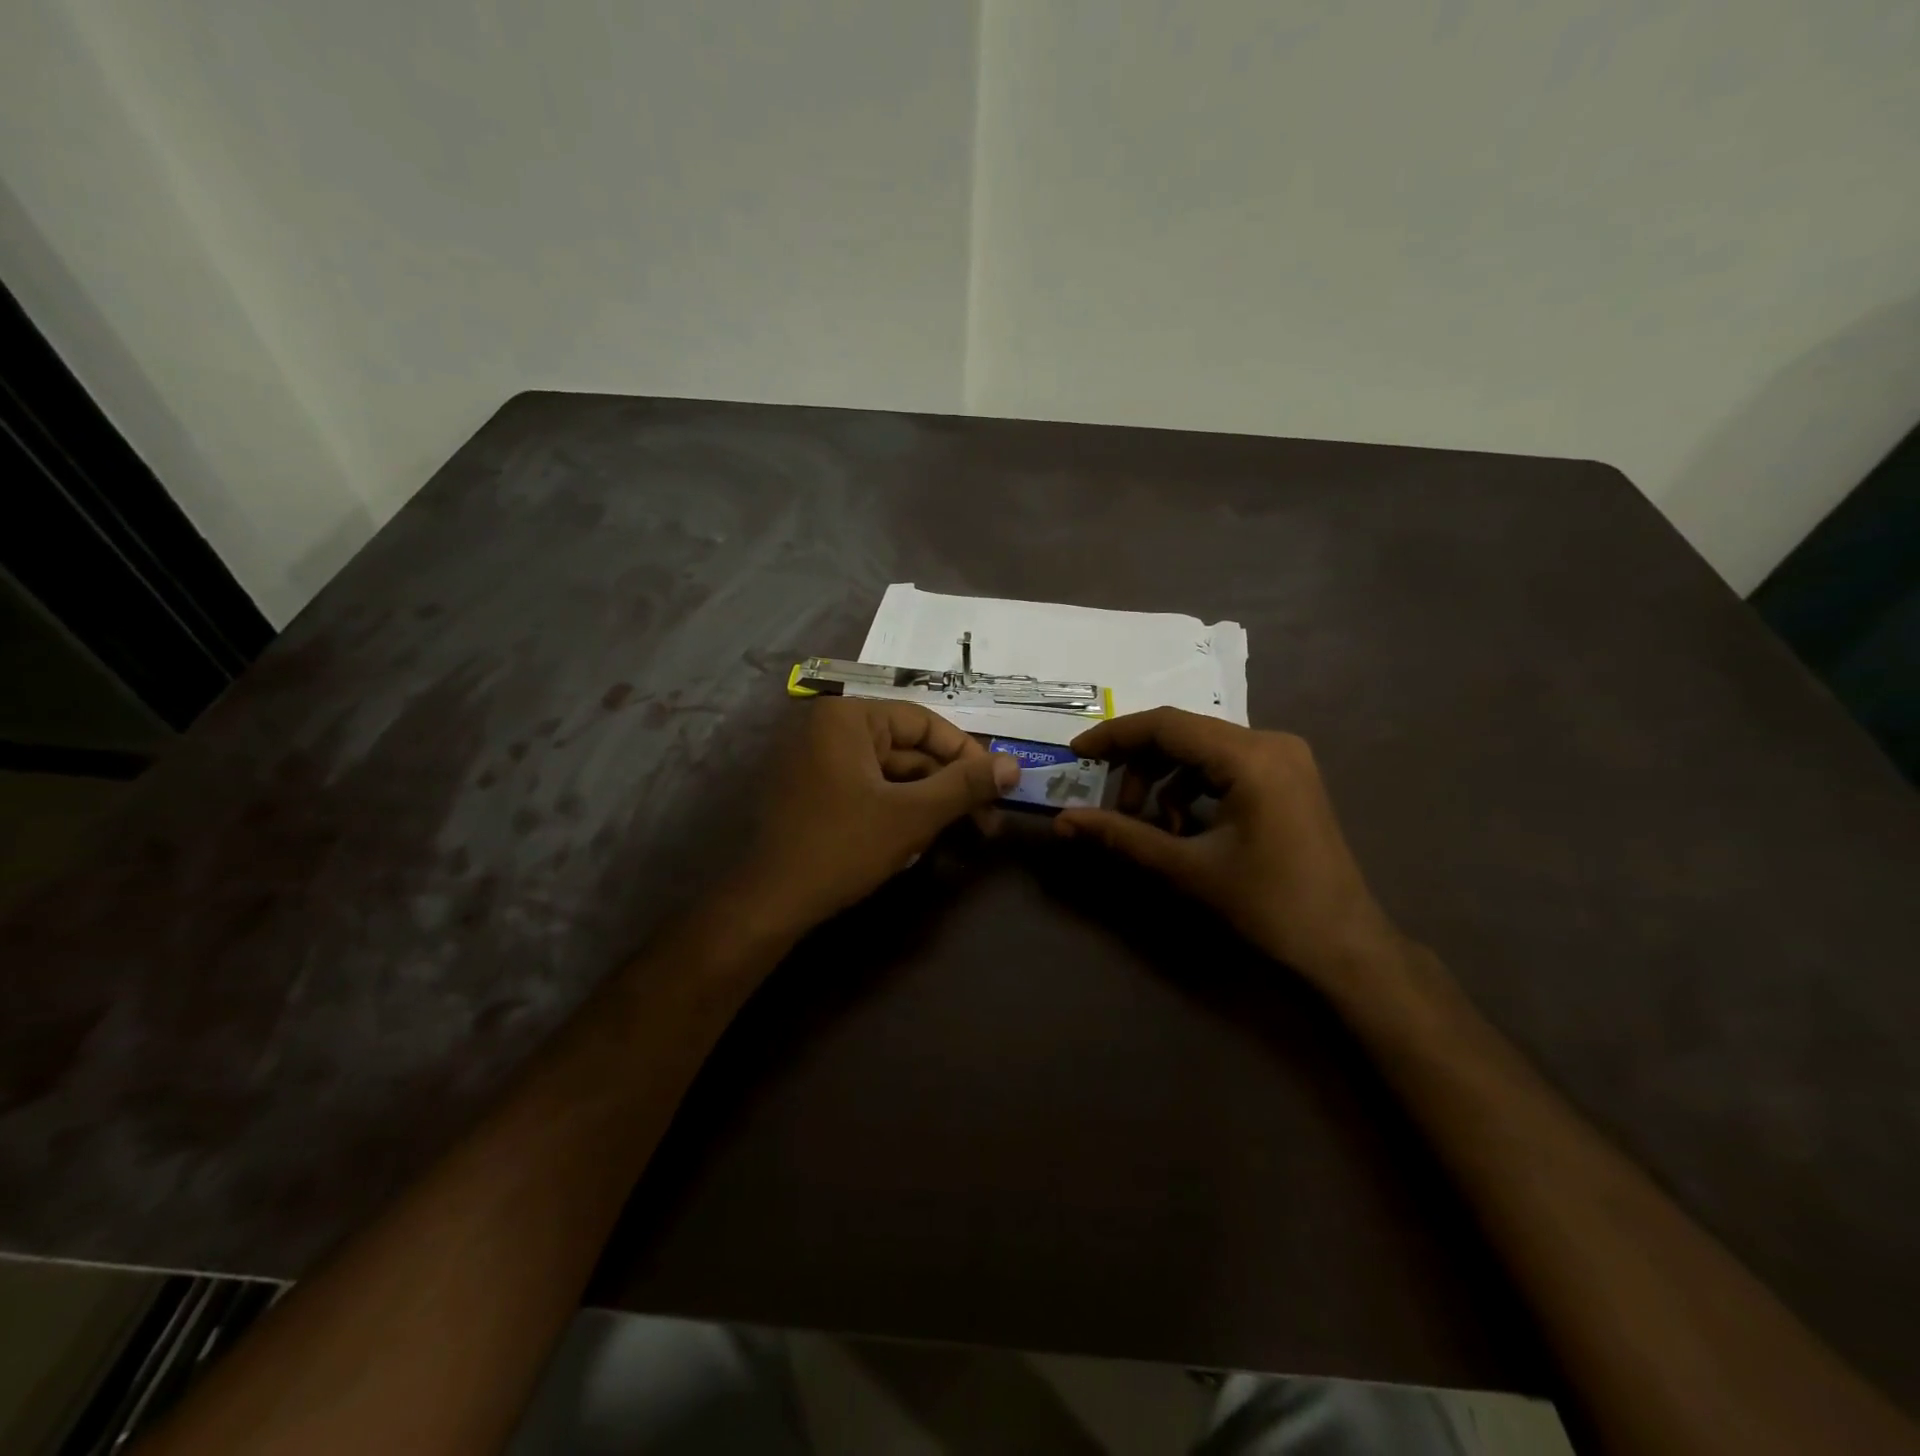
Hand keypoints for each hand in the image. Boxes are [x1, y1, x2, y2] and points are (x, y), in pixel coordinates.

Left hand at [732, 698, 1019, 935]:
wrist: (769, 903)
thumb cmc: (841, 847)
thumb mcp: (911, 815)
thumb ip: (964, 786)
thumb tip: (1012, 765)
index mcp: (849, 718)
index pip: (925, 723)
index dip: (967, 755)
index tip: (997, 788)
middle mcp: (831, 728)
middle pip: (910, 749)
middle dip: (948, 786)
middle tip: (986, 822)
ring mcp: (819, 760)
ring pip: (893, 773)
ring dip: (928, 802)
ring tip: (957, 836)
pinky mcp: (816, 790)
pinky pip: (871, 789)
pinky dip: (898, 810)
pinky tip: (916, 841)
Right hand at [1055, 708, 1401, 983]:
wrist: (1343, 948)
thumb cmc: (1268, 907)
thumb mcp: (1186, 868)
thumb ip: (1121, 836)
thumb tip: (1063, 822)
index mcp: (1251, 757)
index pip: (1166, 725)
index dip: (1114, 736)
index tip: (1076, 754)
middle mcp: (1270, 743)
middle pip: (1183, 733)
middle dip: (1138, 764)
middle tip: (1112, 804)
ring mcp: (1283, 759)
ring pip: (1201, 749)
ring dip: (1163, 779)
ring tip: (1147, 823)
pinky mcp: (1286, 779)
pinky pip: (1223, 766)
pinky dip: (1191, 788)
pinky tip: (1181, 827)